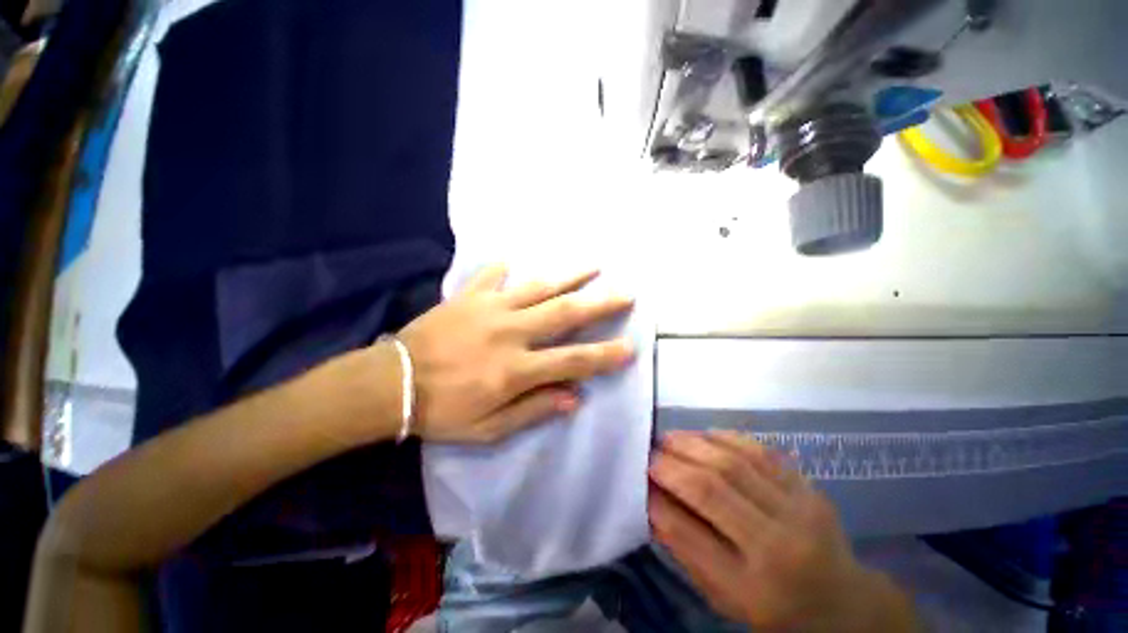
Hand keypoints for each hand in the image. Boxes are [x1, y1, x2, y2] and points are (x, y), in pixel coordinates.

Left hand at [397, 265, 634, 443]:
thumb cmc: (442, 411)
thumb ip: (533, 410)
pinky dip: (504, 269)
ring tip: (594, 266)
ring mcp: (490, 309)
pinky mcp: (468, 296)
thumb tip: (574, 398)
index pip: (573, 360)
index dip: (605, 355)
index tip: (630, 347)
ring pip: (539, 287)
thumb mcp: (488, 428)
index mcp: (517, 369)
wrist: (391, 384)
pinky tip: (514, 263)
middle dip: (601, 303)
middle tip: (626, 293)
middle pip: (566, 313)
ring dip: (569, 276)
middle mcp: (511, 333)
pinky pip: (492, 276)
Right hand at [649, 431, 916, 631]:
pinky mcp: (809, 488)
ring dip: (692, 443)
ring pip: (733, 462)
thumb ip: (686, 550)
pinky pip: (759, 451)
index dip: (657, 501)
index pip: (690, 535)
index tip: (639, 479)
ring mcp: (799, 510)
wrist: (844, 603)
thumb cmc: (775, 609)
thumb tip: (652, 501)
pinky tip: (703, 435)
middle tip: (648, 452)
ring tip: (668, 438)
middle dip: (671, 464)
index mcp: (752, 589)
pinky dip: (724, 437)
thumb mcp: (724, 598)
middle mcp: (779, 546)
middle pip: (712, 489)